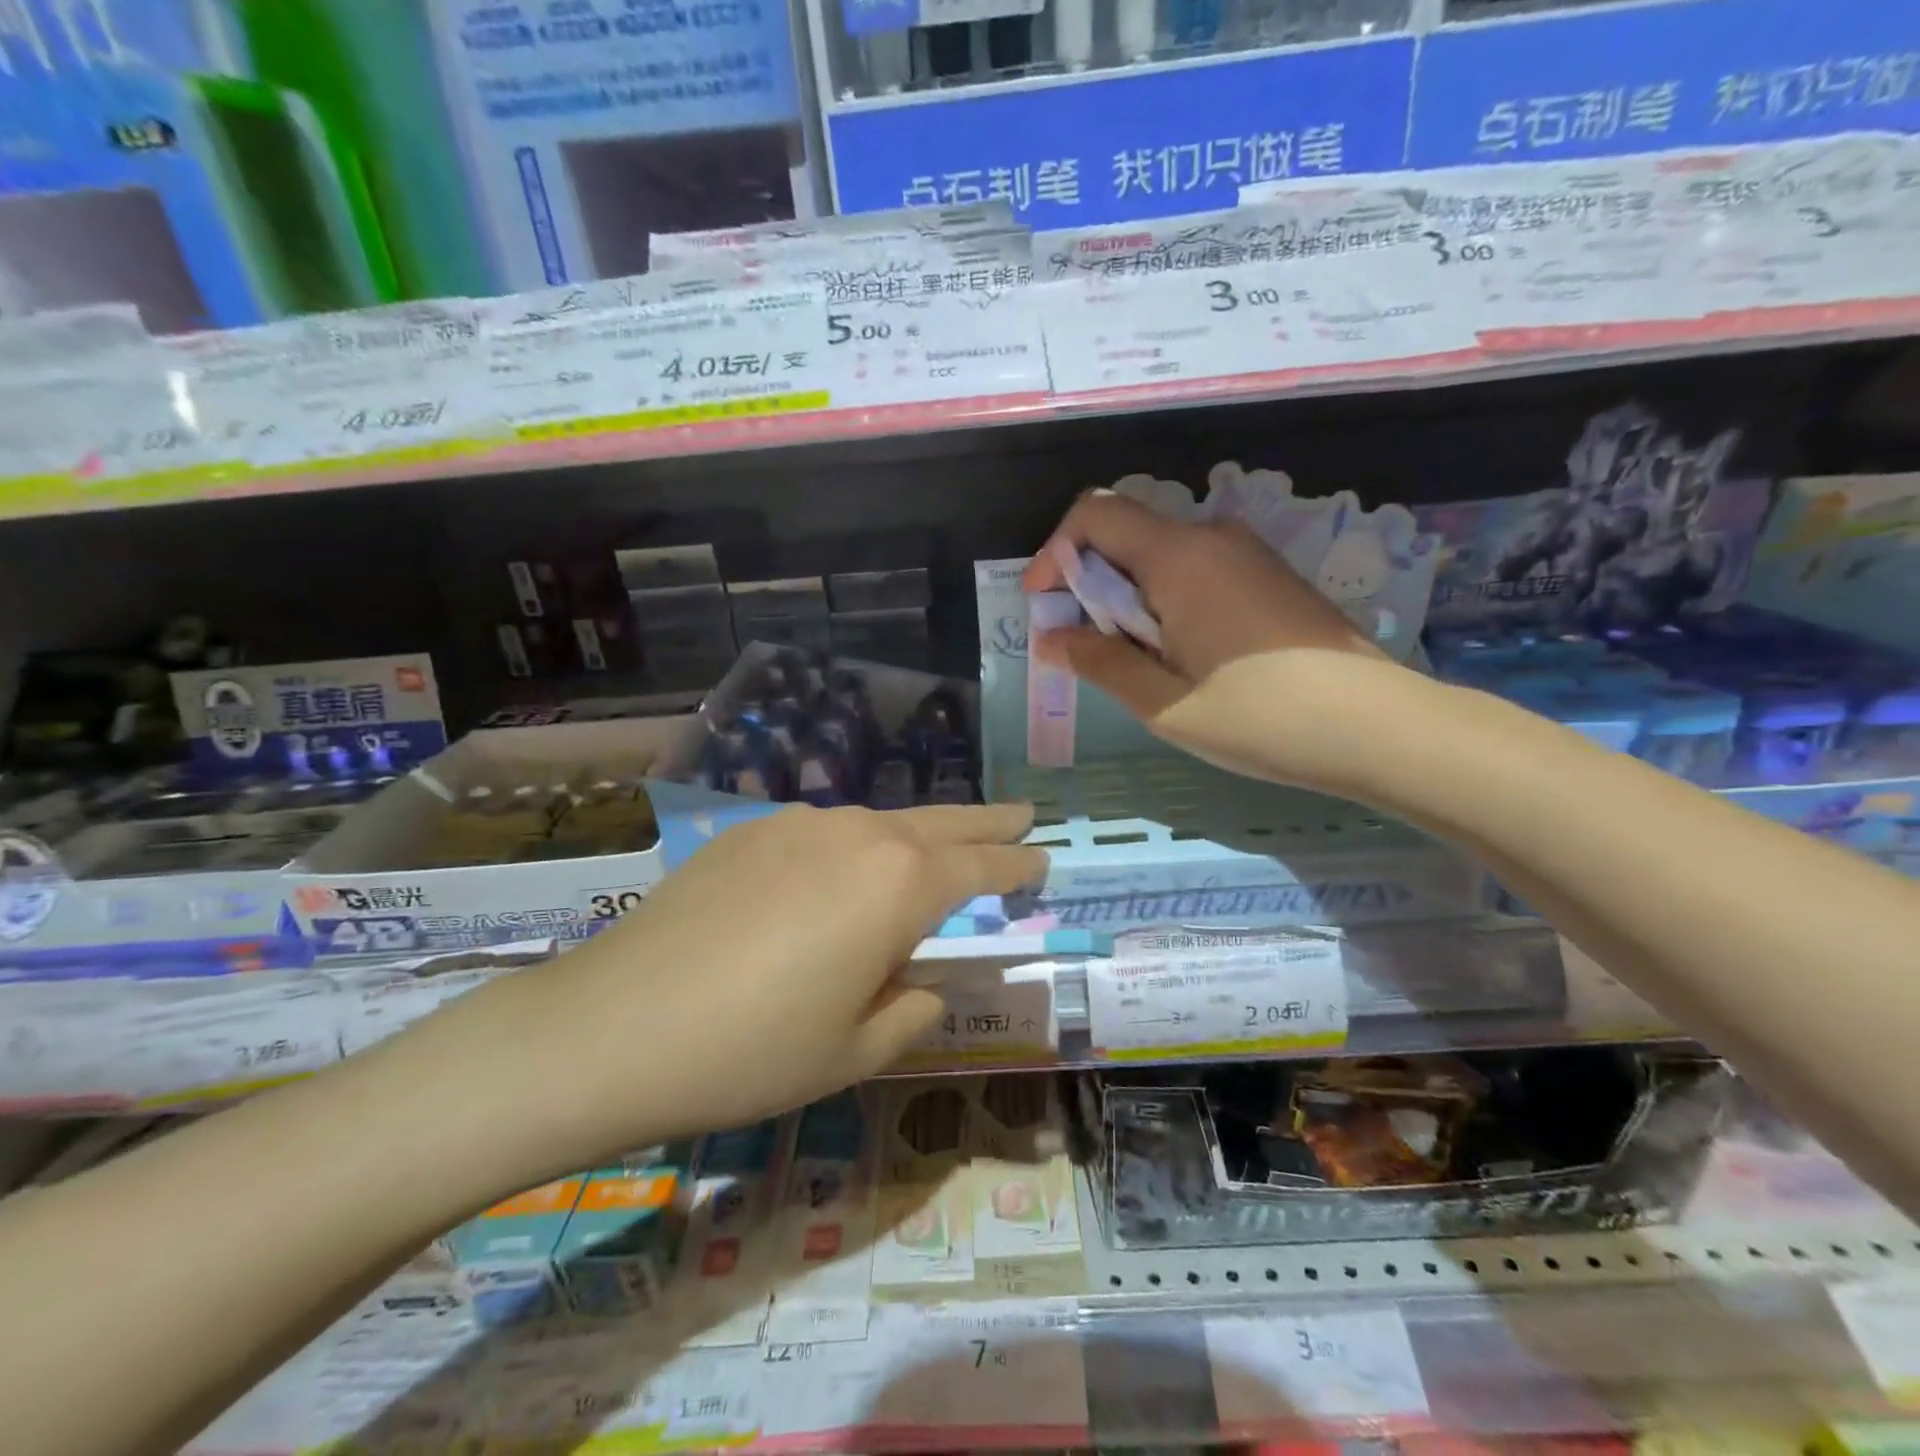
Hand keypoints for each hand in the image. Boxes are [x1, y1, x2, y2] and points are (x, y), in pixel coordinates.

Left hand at [431, 802, 1044, 1170]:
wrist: (616, 1025)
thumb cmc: (755, 1050)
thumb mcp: (855, 1050)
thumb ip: (911, 1010)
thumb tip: (922, 985)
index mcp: (899, 884)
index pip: (980, 865)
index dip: (1016, 863)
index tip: (1041, 859)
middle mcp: (858, 834)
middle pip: (941, 820)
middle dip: (987, 820)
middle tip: (1022, 815)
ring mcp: (799, 825)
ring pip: (879, 822)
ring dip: (915, 834)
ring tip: (931, 851)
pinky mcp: (749, 830)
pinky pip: (823, 833)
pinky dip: (853, 847)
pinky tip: (836, 876)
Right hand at [1022, 490, 1384, 714]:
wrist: (1379, 726)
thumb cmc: (1261, 718)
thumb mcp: (1164, 703)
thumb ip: (1101, 662)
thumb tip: (1053, 637)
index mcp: (1180, 557)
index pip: (1095, 515)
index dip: (1055, 552)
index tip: (1044, 604)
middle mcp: (1213, 537)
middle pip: (1127, 533)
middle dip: (1089, 581)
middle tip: (1083, 644)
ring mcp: (1247, 552)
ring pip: (1161, 554)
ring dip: (1128, 595)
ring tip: (1132, 658)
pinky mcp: (1269, 575)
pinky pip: (1196, 569)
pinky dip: (1165, 599)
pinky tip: (1179, 653)